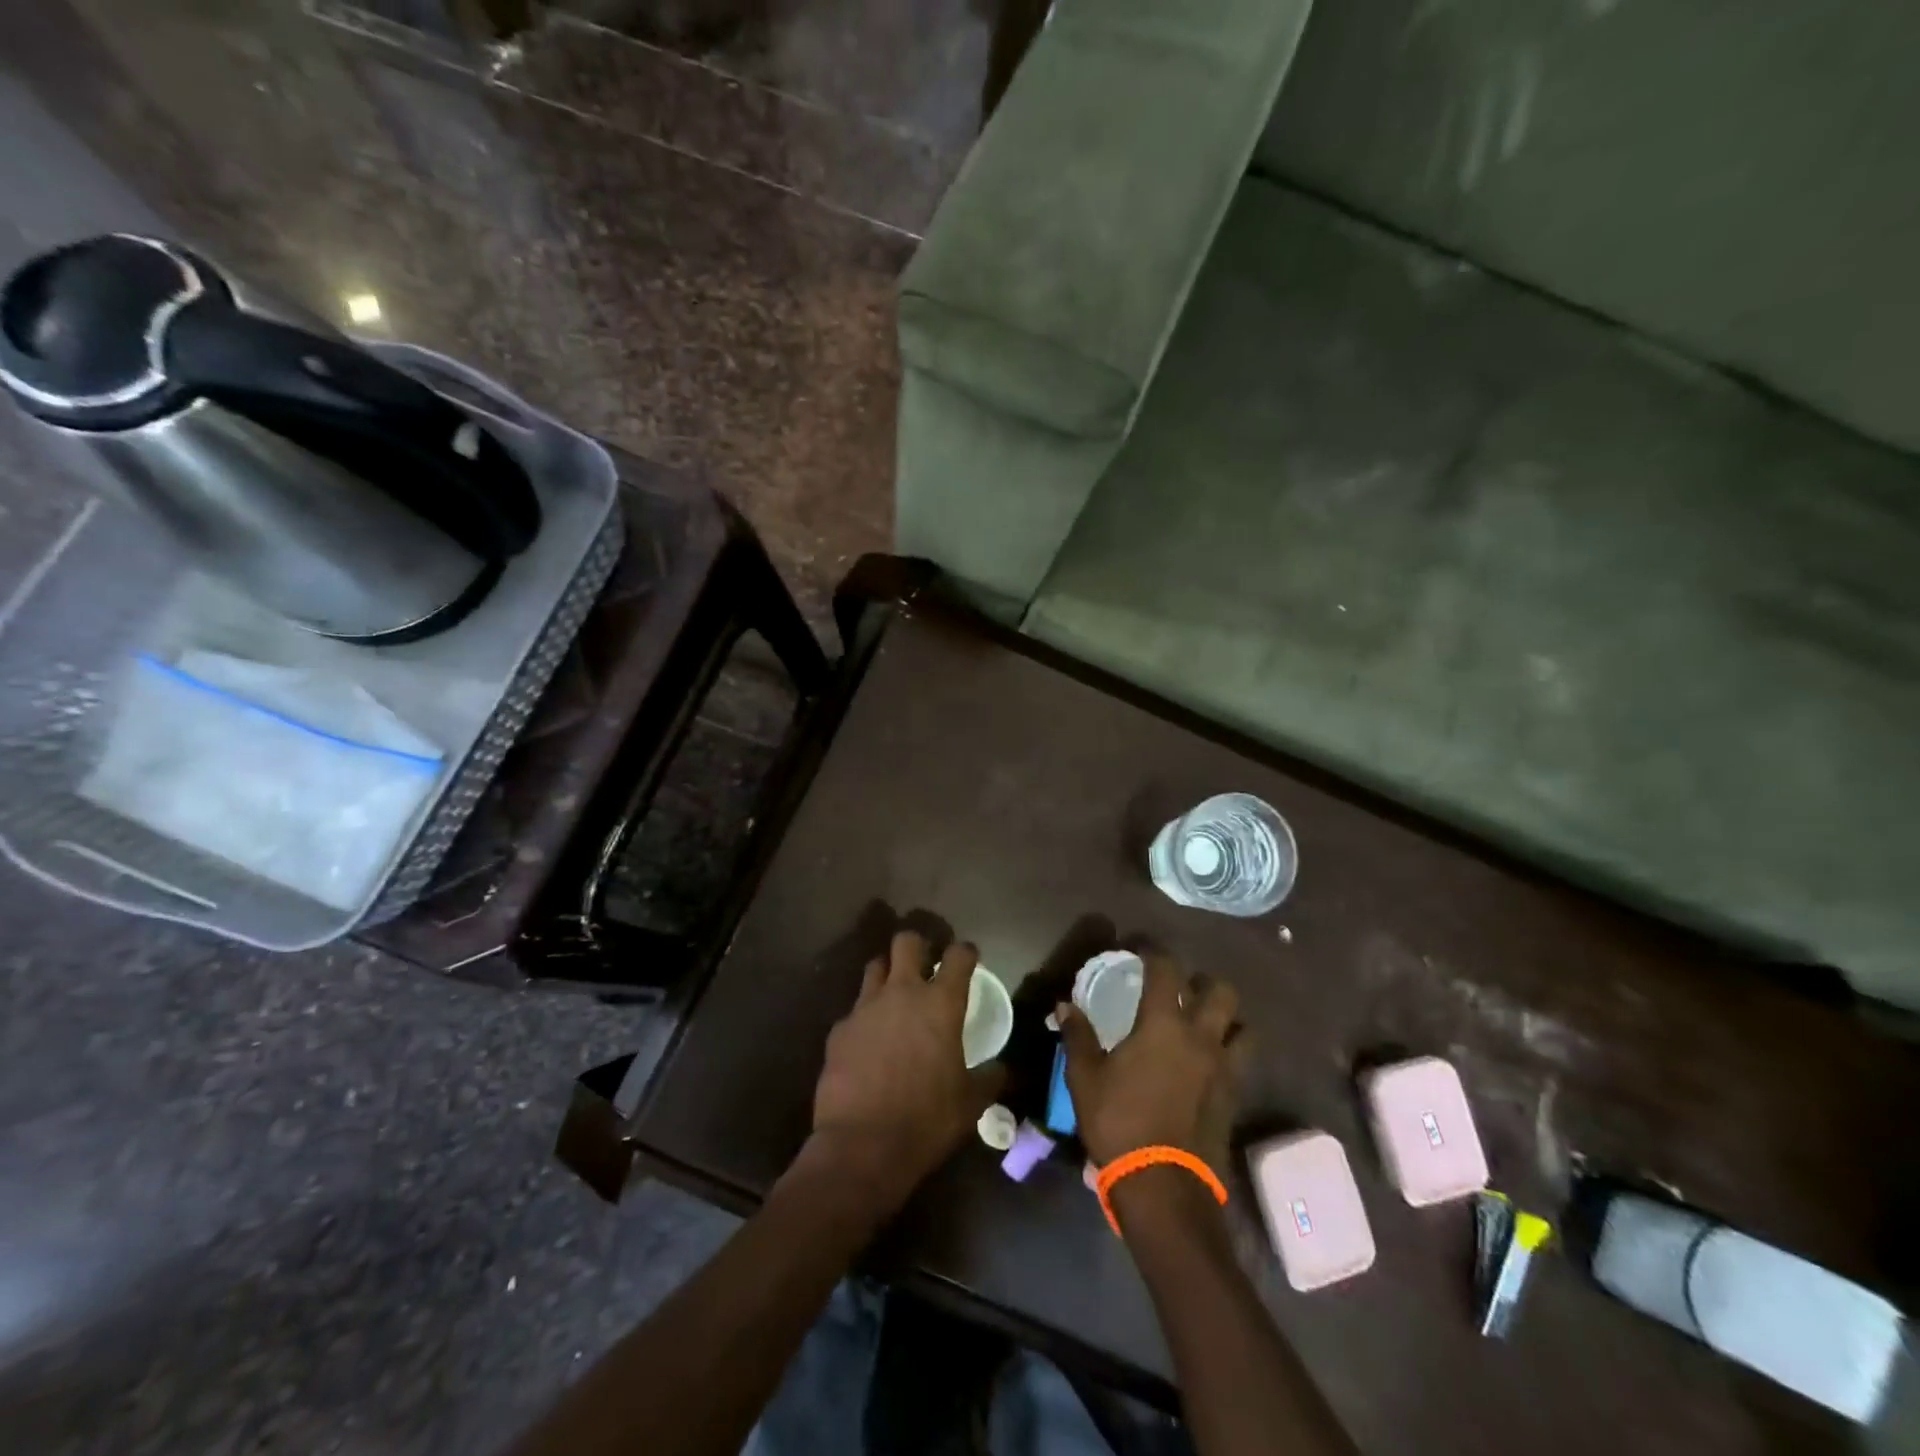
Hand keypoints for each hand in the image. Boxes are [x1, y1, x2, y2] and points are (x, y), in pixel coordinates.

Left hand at [806, 930, 1005, 1212]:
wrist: (862, 1146)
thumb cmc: (927, 1120)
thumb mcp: (971, 1103)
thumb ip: (990, 1078)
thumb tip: (1004, 1069)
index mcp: (941, 1003)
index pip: (958, 956)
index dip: (966, 952)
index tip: (968, 958)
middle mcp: (902, 993)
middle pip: (907, 941)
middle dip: (918, 945)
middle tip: (925, 964)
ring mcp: (865, 1008)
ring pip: (875, 966)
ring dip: (887, 973)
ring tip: (895, 996)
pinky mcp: (839, 1030)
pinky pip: (855, 1010)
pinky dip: (865, 1017)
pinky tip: (869, 1041)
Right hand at [1055, 951, 1246, 1173]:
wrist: (1163, 1186)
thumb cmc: (1119, 1123)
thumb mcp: (1085, 1078)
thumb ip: (1078, 1036)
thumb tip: (1065, 1005)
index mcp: (1163, 1024)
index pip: (1166, 969)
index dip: (1155, 951)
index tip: (1141, 947)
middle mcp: (1201, 1037)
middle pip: (1219, 990)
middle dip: (1202, 980)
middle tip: (1182, 987)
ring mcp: (1224, 1068)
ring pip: (1243, 1026)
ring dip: (1227, 1017)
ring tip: (1206, 1023)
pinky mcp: (1235, 1097)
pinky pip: (1243, 1061)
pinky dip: (1231, 1051)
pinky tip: (1211, 1062)